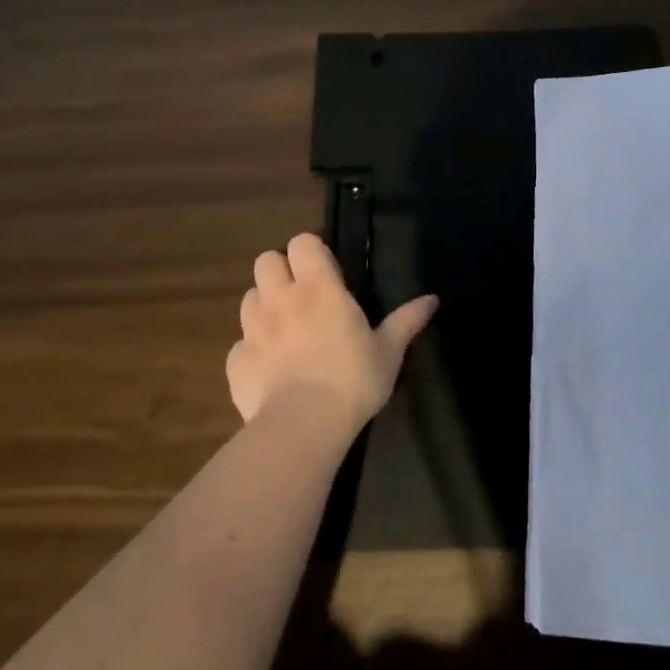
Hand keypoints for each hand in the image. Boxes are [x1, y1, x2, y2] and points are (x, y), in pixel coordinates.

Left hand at [227, 233, 438, 434]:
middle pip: (266, 260)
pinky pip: (239, 344)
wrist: (303, 427)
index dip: (311, 250)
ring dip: (263, 306)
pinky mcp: (236, 361)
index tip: (325, 271)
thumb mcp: (389, 351)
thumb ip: (407, 320)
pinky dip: (252, 350)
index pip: (302, 242)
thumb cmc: (353, 380)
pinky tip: (269, 369)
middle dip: (280, 271)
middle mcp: (280, 299)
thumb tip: (433, 299)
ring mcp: (253, 329)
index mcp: (318, 288)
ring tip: (283, 329)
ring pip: (248, 298)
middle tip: (300, 295)